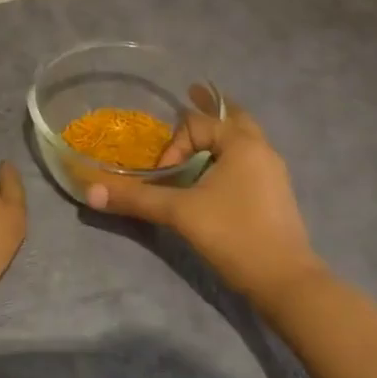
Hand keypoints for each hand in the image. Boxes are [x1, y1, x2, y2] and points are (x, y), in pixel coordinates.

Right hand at [85, 98, 321, 305]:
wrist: (286, 283)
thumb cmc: (234, 235)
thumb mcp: (180, 214)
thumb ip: (137, 198)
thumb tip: (90, 191)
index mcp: (242, 143)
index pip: (197, 124)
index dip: (173, 147)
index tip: (164, 176)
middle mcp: (261, 149)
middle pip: (232, 117)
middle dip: (209, 110)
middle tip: (190, 94)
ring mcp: (273, 172)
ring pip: (244, 140)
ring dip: (221, 134)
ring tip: (202, 135)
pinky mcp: (275, 194)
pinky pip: (249, 160)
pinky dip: (230, 155)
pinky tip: (217, 175)